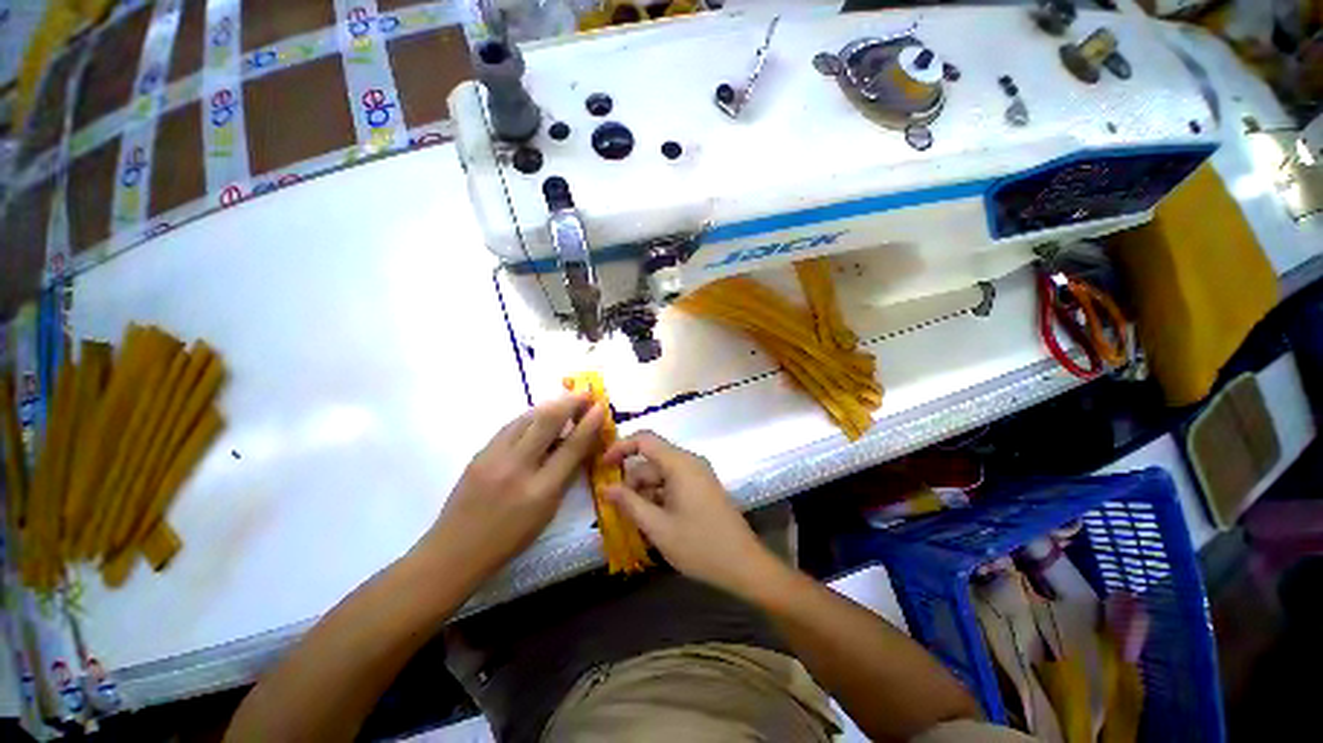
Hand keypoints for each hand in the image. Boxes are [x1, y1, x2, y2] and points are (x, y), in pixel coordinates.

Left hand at [417, 394, 604, 585]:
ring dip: (550, 405)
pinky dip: (530, 416)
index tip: (600, 407)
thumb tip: (582, 445)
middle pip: (547, 422)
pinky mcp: (479, 453)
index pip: (571, 447)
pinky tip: (538, 416)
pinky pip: (510, 426)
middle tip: (585, 394)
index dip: (589, 423)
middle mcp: (517, 468)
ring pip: (527, 418)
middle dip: (570, 402)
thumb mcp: (548, 512)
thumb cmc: (510, 538)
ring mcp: (494, 457)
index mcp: (540, 491)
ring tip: (565, 401)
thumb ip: (566, 475)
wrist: (455, 549)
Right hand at [602, 431, 772, 596]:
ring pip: (661, 474)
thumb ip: (629, 503)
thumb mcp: (658, 527)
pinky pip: (673, 484)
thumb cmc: (699, 545)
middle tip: (616, 509)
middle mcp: (689, 462)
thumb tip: (606, 488)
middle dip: (632, 481)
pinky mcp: (702, 488)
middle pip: (651, 461)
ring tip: (635, 522)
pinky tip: (653, 522)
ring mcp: (698, 475)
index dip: (620, 447)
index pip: (644, 439)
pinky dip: (659, 497)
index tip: (602, 466)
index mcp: (680, 463)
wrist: (744, 565)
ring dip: (645, 493)